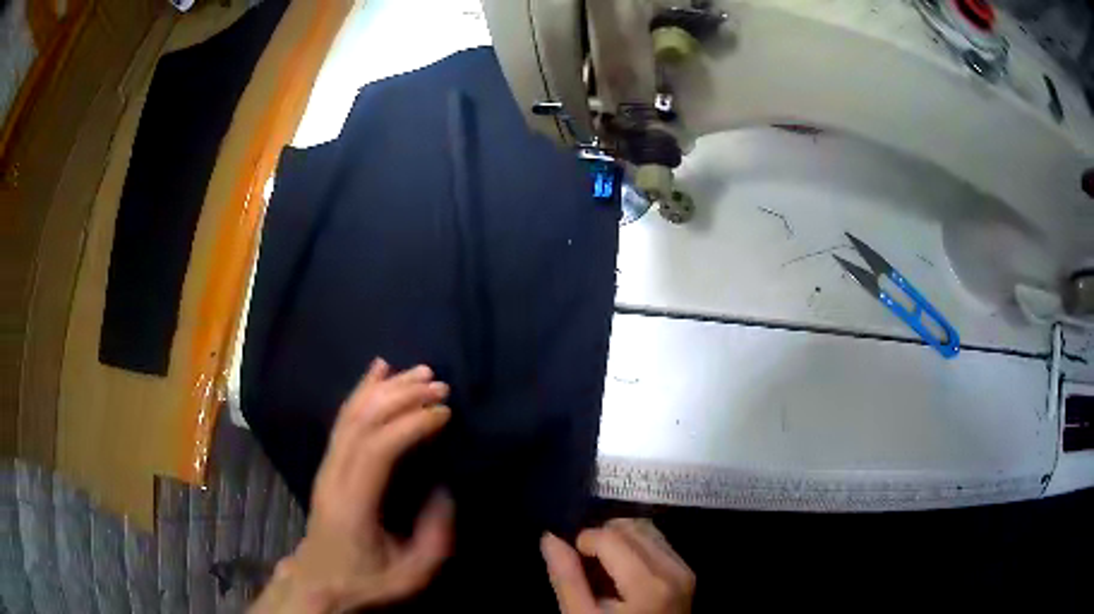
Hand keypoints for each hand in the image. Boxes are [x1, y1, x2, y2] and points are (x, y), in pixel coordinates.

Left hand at [250, 359, 453, 613]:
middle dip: (402, 397)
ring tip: (419, 371)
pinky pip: (343, 419)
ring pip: (350, 414)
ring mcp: (326, 467)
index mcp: (353, 504)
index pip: (378, 449)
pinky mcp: (327, 464)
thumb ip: (435, 533)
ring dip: (385, 388)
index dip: (411, 424)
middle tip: (439, 384)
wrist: (319, 584)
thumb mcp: (413, 574)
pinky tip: (378, 371)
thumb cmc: (366, 581)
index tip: (445, 413)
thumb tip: (444, 485)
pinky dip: (361, 391)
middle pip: (362, 422)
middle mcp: (334, 476)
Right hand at [541, 519, 694, 613]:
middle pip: (631, 527)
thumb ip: (567, 578)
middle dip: (602, 538)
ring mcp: (684, 570)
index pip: (610, 536)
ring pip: (646, 530)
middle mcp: (673, 569)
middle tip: (584, 566)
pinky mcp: (687, 573)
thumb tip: (550, 538)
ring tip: (602, 570)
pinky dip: (636, 547)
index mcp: (648, 583)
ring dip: (619, 540)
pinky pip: (659, 543)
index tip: (569, 562)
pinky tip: (621, 573)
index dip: (582, 541)